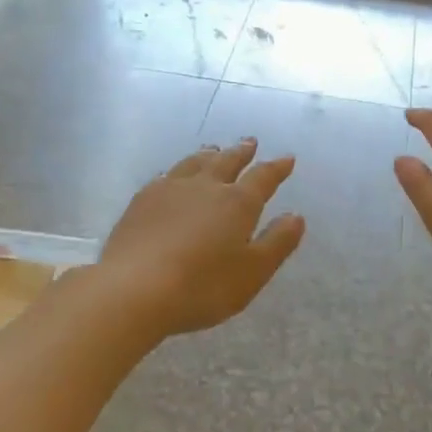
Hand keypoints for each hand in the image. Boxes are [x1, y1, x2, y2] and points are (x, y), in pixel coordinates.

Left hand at [98, 139, 304, 337]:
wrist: (135, 289)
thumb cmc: (203, 285)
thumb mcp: (254, 272)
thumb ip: (278, 242)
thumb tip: (296, 216)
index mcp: (237, 203)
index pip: (263, 178)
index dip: (277, 168)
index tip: (287, 158)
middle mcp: (205, 187)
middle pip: (226, 161)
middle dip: (241, 152)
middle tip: (250, 142)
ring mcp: (169, 190)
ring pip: (194, 163)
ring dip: (208, 154)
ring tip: (214, 149)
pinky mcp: (141, 201)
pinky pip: (165, 175)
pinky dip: (177, 170)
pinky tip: (172, 175)